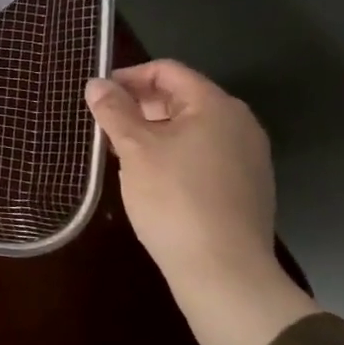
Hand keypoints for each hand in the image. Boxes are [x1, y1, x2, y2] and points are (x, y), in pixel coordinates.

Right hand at [86, 61, 276, 282]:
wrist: (225, 273)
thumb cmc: (175, 199)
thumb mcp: (134, 149)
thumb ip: (113, 110)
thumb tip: (96, 84)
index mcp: (216, 106)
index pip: (167, 71)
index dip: (128, 76)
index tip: (98, 95)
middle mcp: (239, 125)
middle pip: (180, 97)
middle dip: (138, 105)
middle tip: (103, 123)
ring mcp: (246, 158)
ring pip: (190, 128)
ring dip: (152, 131)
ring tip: (119, 151)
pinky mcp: (245, 187)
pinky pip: (202, 154)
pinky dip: (172, 154)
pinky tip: (148, 177)